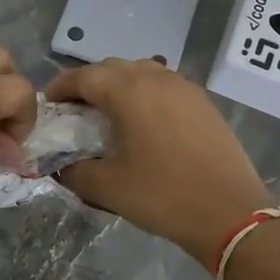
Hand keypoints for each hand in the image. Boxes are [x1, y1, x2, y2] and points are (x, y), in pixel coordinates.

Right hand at [48, 59, 272, 263]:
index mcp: (128, 91)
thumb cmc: (163, 196)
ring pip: (141, 71)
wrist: (231, 212)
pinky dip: (145, 92)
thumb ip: (75, 172)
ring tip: (108, 111)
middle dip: (88, 83)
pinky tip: (143, 120)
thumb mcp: (108, 188)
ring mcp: (184, 87)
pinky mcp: (203, 102)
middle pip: (111, 67)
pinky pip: (164, 84)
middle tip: (74, 109)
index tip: (48, 103)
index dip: (61, 87)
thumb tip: (59, 167)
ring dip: (118, 84)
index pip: (84, 77)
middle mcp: (155, 78)